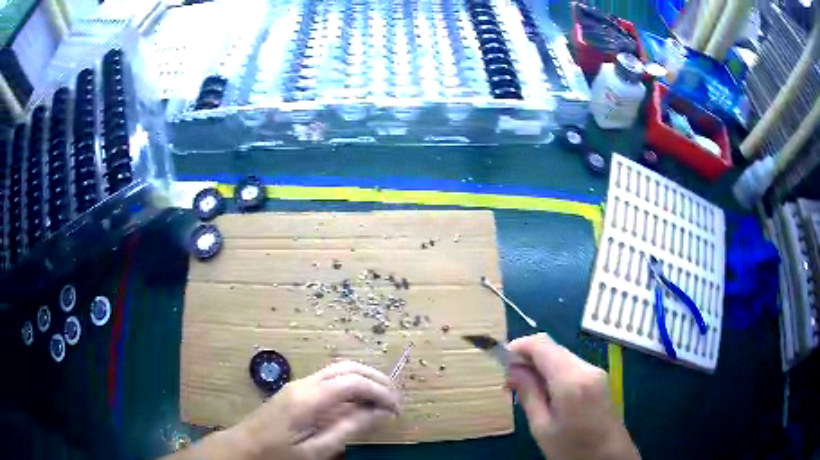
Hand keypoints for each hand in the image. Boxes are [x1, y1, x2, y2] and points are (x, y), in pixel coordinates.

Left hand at [168, 361, 399, 459]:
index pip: (353, 382)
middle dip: (376, 379)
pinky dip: (352, 386)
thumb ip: (349, 429)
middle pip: (347, 367)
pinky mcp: (297, 390)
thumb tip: (380, 413)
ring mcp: (299, 384)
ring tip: (383, 400)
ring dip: (365, 380)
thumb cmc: (279, 454)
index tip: (396, 410)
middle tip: (395, 400)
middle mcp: (305, 383)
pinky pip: (330, 380)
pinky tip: (359, 403)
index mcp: (308, 399)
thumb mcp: (316, 450)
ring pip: (339, 369)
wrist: (244, 447)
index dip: (380, 392)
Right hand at [507, 334, 639, 459]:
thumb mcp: (542, 427)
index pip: (542, 344)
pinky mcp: (600, 379)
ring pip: (561, 357)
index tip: (501, 363)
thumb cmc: (571, 449)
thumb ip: (528, 394)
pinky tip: (546, 393)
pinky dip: (554, 372)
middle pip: (552, 348)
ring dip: (540, 366)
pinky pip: (571, 366)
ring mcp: (596, 372)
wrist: (609, 459)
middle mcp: (587, 367)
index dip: (519, 347)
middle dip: (528, 358)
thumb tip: (512, 369)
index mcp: (571, 379)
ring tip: (525, 390)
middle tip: (510, 382)